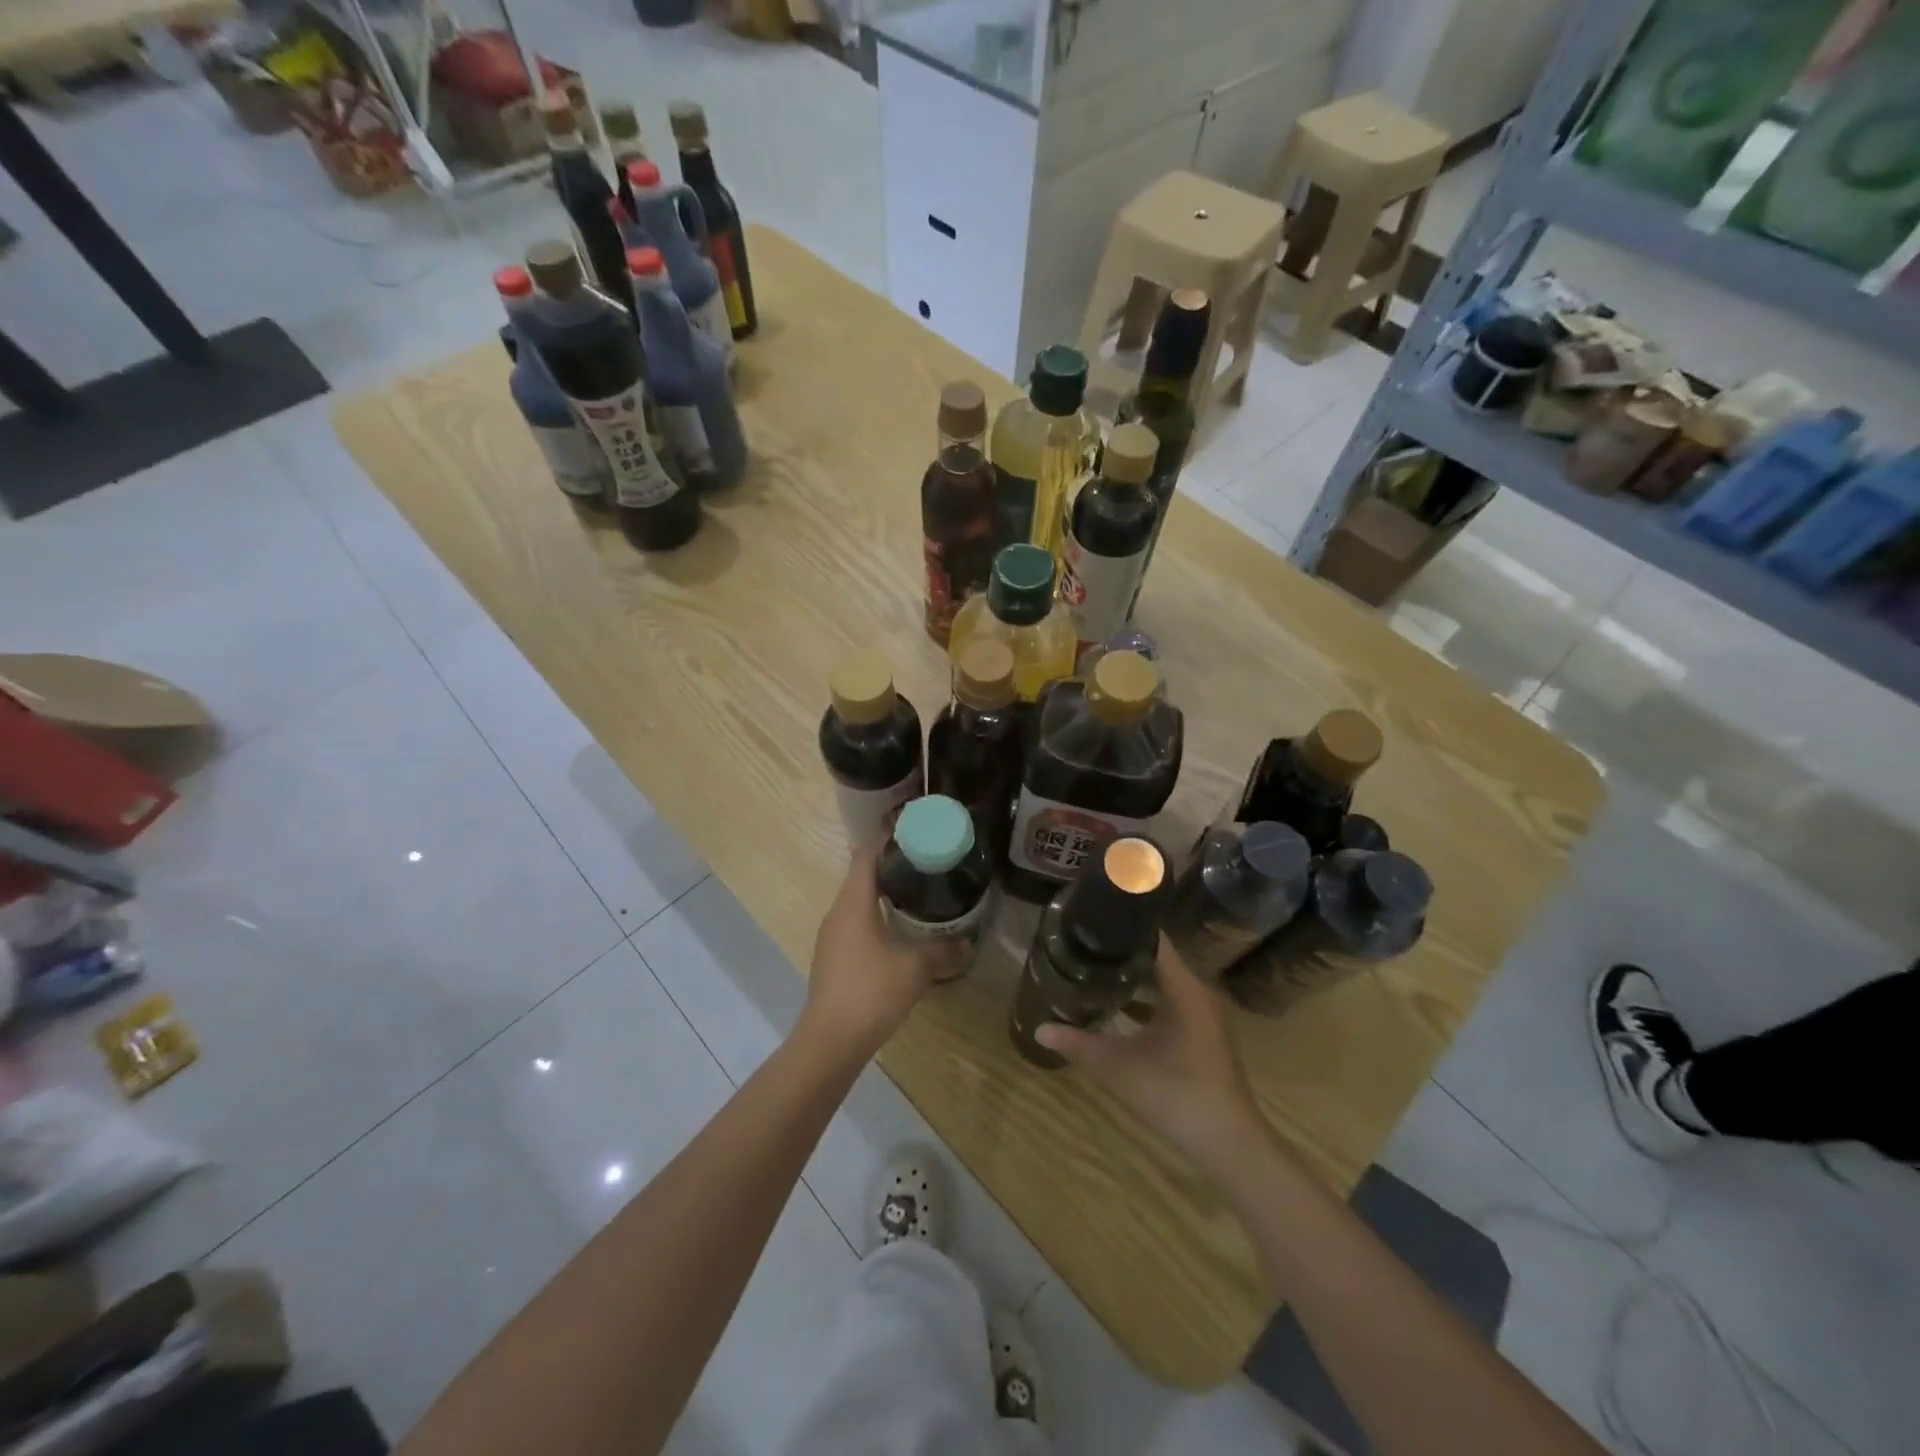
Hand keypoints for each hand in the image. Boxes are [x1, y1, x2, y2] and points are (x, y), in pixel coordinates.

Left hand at [800, 837, 960, 1058]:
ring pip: (860, 902)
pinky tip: (901, 930)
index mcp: (853, 903)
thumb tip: (968, 944)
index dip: (886, 836)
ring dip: (885, 892)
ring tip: (919, 890)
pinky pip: (858, 924)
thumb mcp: (915, 969)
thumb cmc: (870, 992)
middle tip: (926, 858)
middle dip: (892, 863)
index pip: (866, 854)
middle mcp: (838, 913)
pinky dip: (878, 917)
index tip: (911, 825)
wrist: (830, 1042)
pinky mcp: (835, 958)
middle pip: (863, 875)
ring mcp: (833, 937)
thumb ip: (943, 953)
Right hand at [1037, 938, 1265, 1174]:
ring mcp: (1204, 1014)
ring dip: (1133, 977)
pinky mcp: (1203, 1033)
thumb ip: (1078, 1045)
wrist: (1229, 1144)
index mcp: (1184, 988)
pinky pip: (1171, 1001)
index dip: (1123, 927)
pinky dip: (1146, 999)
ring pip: (1164, 981)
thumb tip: (1039, 1029)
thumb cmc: (1176, 1095)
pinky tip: (1118, 1007)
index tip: (1091, 921)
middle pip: (1156, 958)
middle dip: (1121, 951)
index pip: (1153, 939)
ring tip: (1094, 969)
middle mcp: (1198, 992)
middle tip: (1084, 945)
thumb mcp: (1119, 1068)